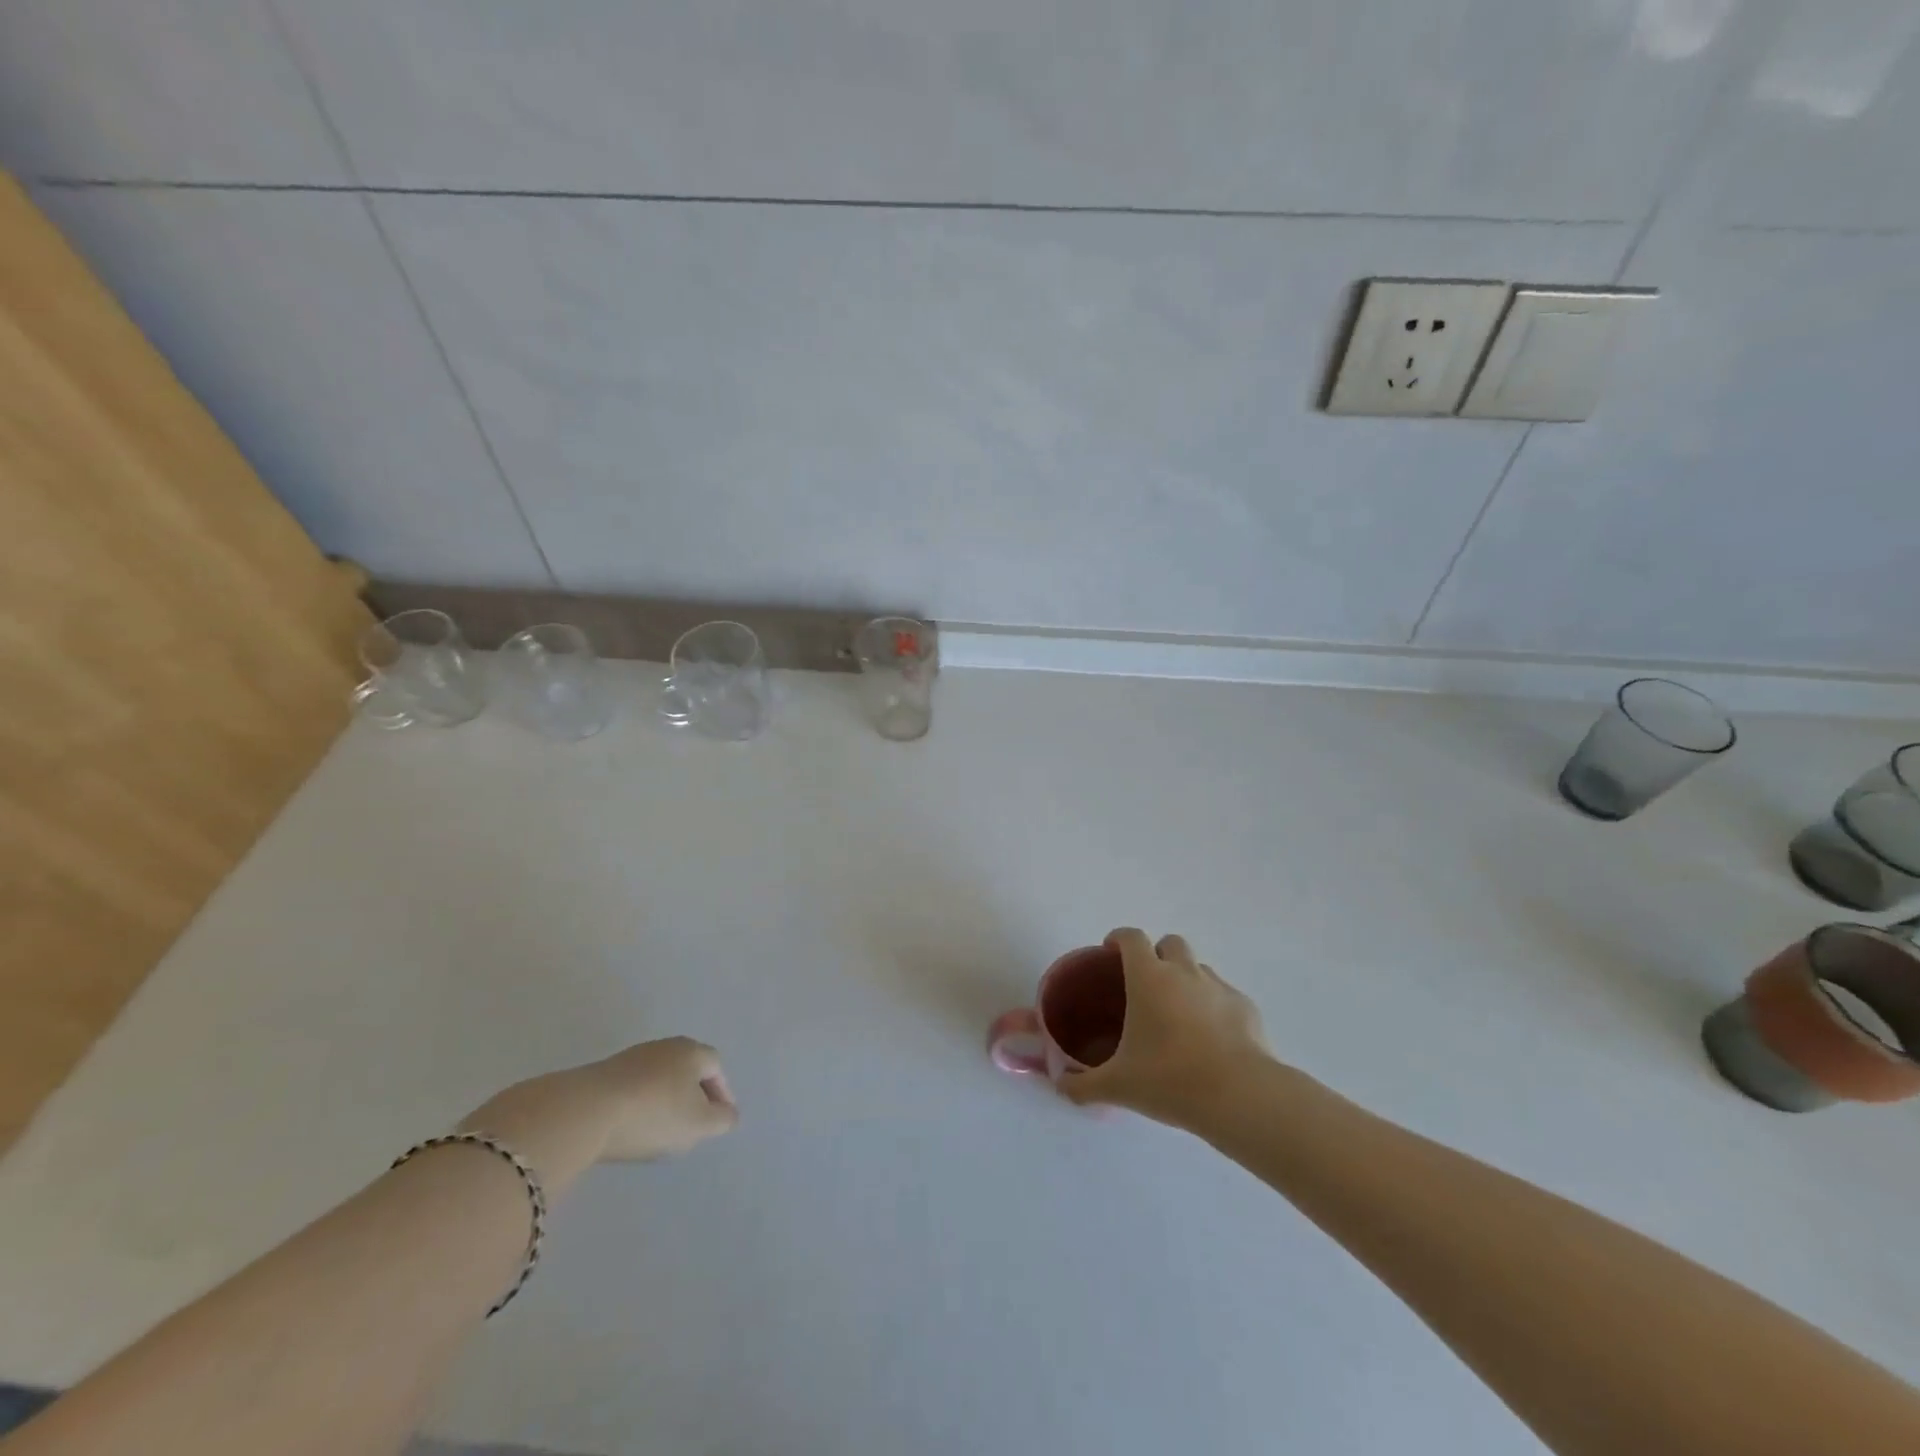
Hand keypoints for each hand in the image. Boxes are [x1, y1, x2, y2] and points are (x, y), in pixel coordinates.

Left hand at [581, 1037, 738, 1161]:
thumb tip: (729, 1114)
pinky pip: (634, 1087)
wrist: (584, 1112)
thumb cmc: (653, 1115)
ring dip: (665, 1099)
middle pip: (687, 1068)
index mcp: (692, 1051)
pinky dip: (640, 1104)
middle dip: (694, 1094)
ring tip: (661, 1129)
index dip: (722, 1092)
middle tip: (693, 1123)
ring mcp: (632, 1057)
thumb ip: (721, 1120)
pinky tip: (633, 1126)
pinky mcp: (604, 1073)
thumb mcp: (698, 1125)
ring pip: (660, 1078)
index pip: (716, 1067)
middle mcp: (665, 1046)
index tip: (720, 1119)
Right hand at [1059, 928, 1271, 1128]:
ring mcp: (1218, 987)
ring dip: (1185, 979)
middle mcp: (1184, 972)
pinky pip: (1223, 995)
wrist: (1240, 1096)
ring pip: (1198, 967)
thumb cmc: (1169, 1079)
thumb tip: (1061, 1087)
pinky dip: (1213, 1006)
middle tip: (1146, 985)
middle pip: (1169, 942)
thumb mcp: (1117, 1086)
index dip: (1118, 939)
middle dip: (1157, 954)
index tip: (1110, 952)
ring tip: (1178, 1014)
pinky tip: (1210, 1039)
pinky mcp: (1246, 1007)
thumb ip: (1083, 1085)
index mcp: (1148, 977)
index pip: (1131, 937)